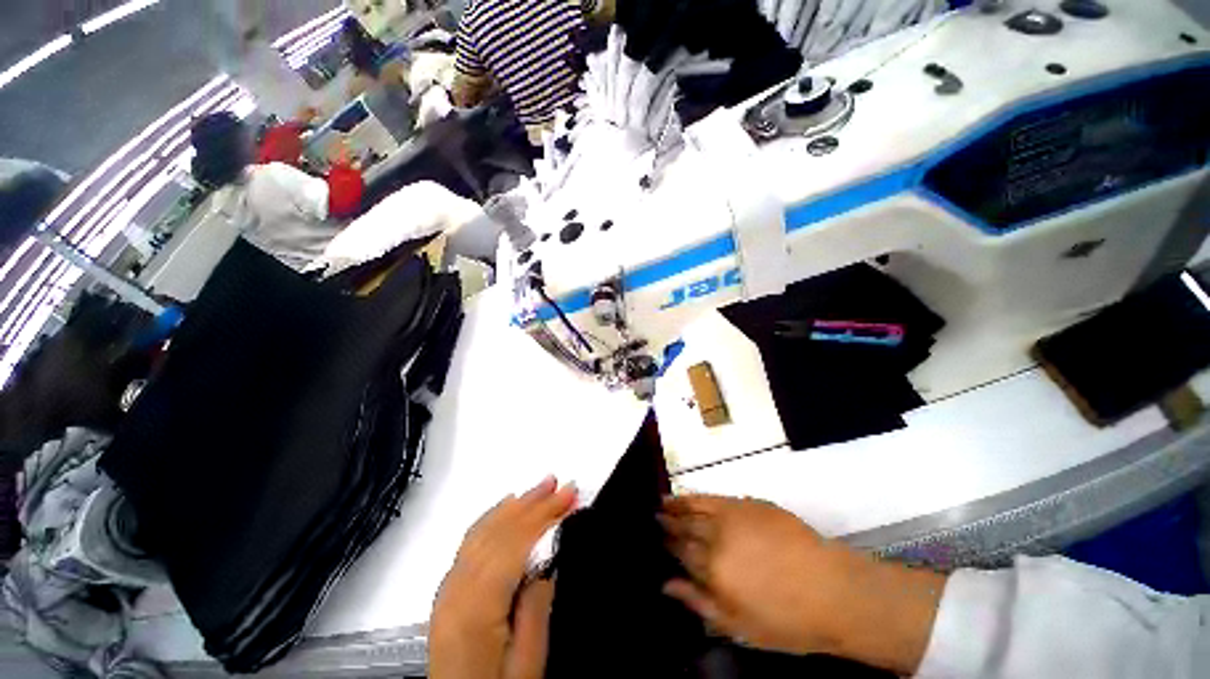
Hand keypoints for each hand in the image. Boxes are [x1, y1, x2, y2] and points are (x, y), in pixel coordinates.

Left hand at [430, 477, 576, 678]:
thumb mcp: (528, 664)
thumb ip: (535, 608)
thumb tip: (544, 564)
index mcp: (474, 607)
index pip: (514, 543)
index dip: (544, 514)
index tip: (570, 494)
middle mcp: (454, 589)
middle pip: (498, 531)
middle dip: (534, 503)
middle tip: (561, 485)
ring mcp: (447, 588)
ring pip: (483, 531)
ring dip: (516, 505)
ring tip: (542, 487)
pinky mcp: (448, 591)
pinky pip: (471, 541)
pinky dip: (493, 517)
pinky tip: (506, 506)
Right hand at [660, 495, 945, 674]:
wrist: (833, 590)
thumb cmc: (787, 620)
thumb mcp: (739, 626)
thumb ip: (699, 602)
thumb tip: (667, 585)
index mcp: (713, 569)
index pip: (681, 552)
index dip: (668, 545)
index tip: (656, 539)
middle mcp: (717, 537)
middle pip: (685, 527)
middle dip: (668, 523)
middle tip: (654, 517)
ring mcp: (733, 516)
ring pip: (696, 507)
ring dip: (677, 504)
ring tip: (663, 502)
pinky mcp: (749, 503)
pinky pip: (715, 497)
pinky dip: (698, 496)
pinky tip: (691, 496)